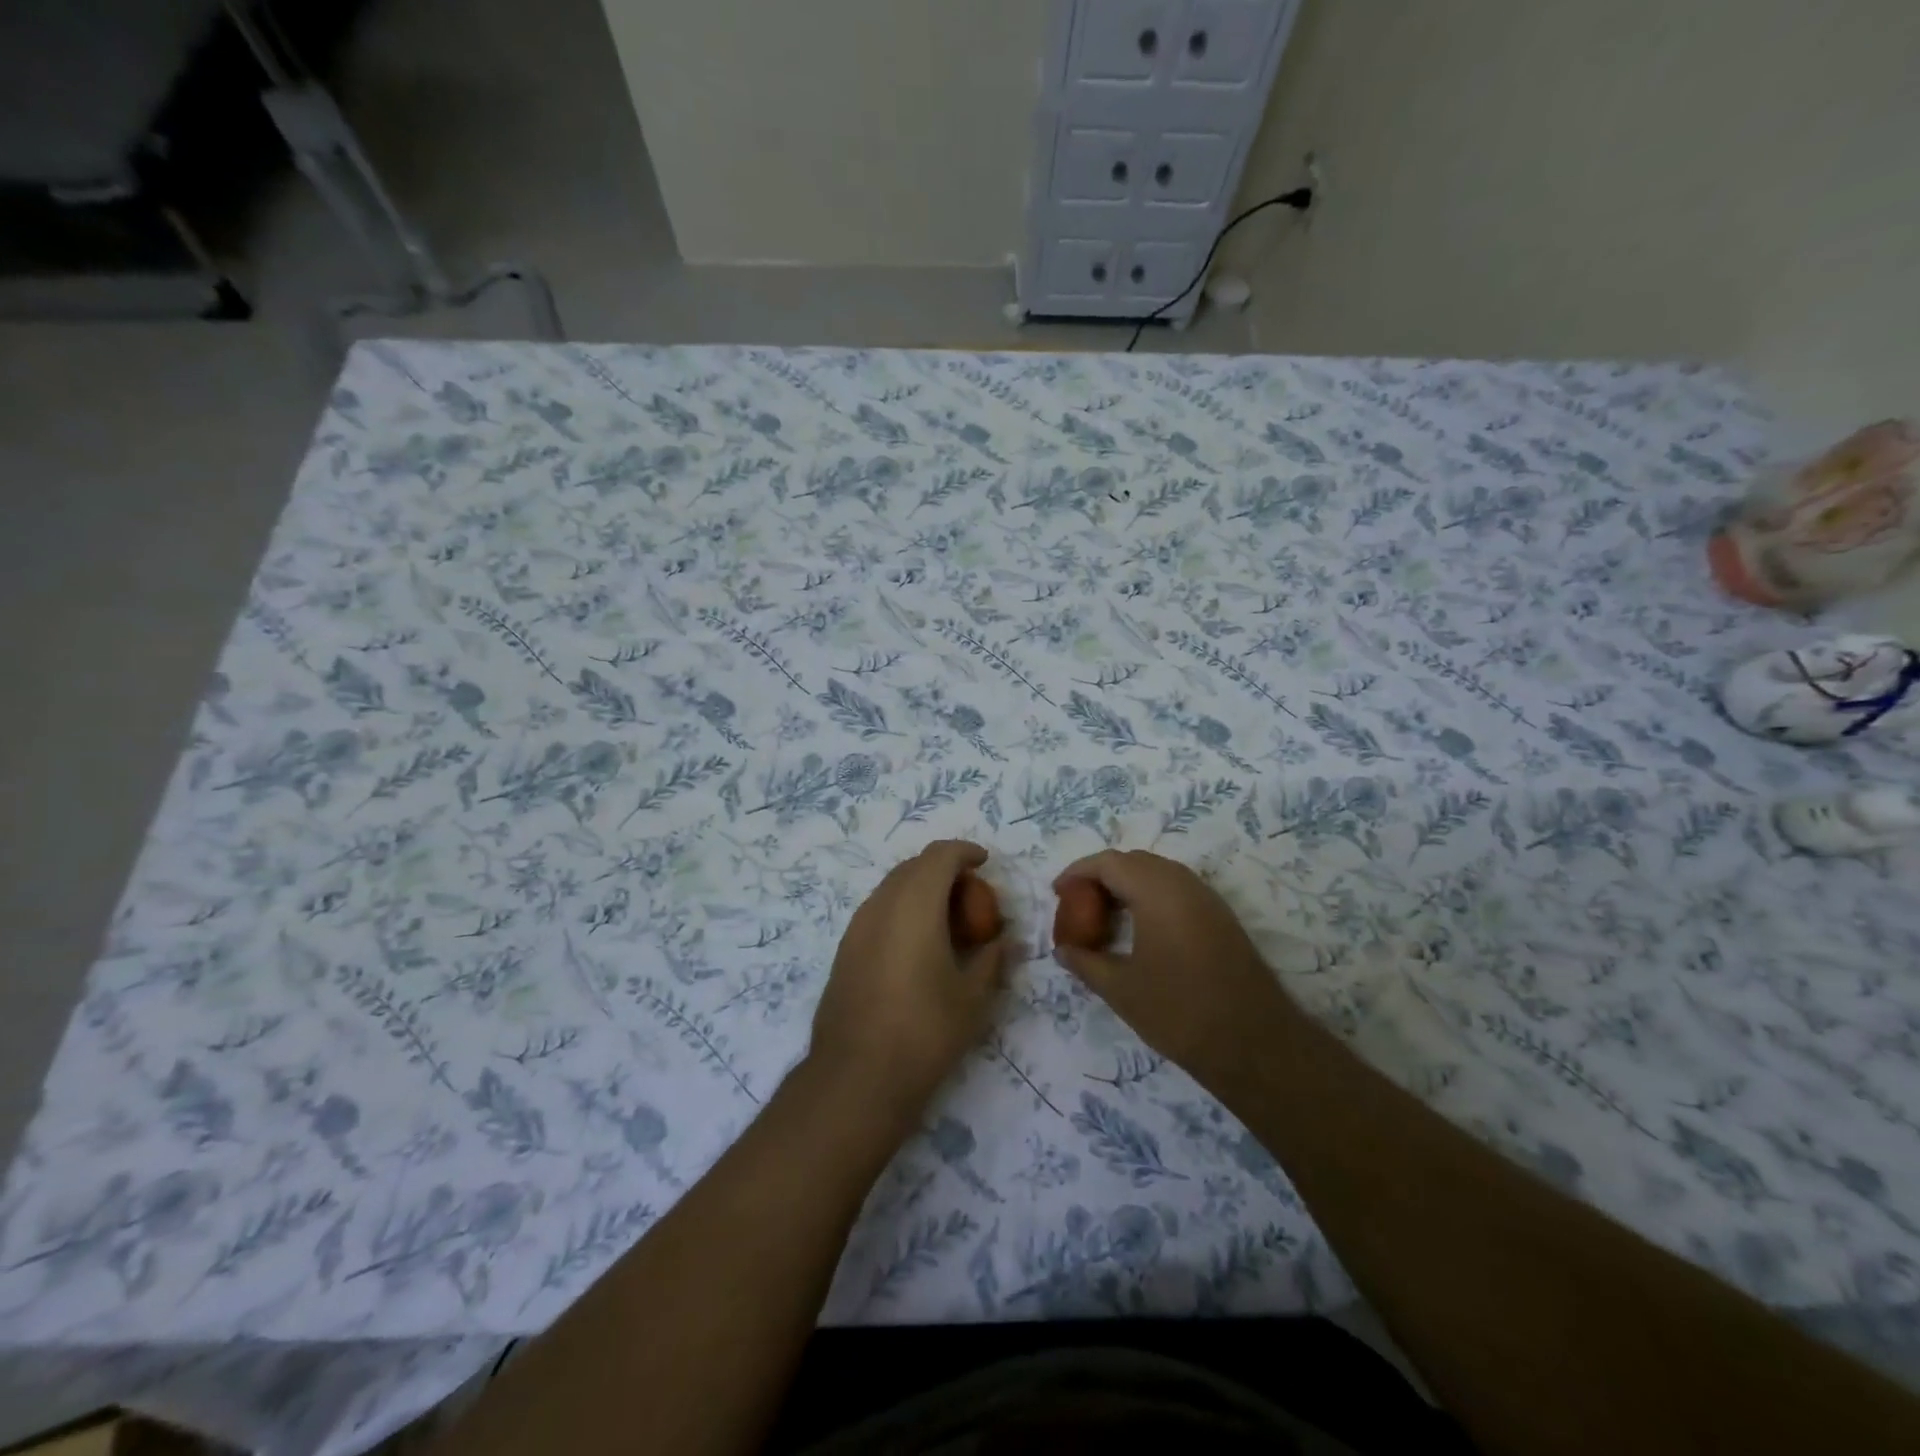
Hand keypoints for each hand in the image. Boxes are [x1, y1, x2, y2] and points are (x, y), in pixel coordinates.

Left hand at [810, 840, 1009, 1118]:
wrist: (856, 1077)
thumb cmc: (924, 1031)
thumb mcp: (973, 997)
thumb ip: (992, 958)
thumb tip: (1004, 941)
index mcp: (915, 904)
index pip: (939, 855)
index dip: (964, 851)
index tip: (985, 862)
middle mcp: (881, 905)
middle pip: (913, 867)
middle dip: (944, 870)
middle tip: (971, 897)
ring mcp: (857, 927)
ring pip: (892, 887)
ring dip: (921, 890)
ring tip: (947, 921)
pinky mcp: (845, 950)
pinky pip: (878, 911)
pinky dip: (902, 911)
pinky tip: (918, 945)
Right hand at [1052, 849, 1292, 1093]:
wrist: (1255, 1044)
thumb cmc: (1179, 1012)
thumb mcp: (1121, 989)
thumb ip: (1085, 962)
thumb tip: (1062, 949)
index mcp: (1156, 892)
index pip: (1109, 863)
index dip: (1078, 872)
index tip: (1057, 892)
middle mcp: (1183, 883)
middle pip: (1134, 861)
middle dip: (1101, 876)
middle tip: (1078, 904)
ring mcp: (1207, 898)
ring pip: (1158, 872)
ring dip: (1127, 885)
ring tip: (1104, 915)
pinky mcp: (1221, 916)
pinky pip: (1177, 889)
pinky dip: (1150, 896)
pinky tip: (1139, 928)